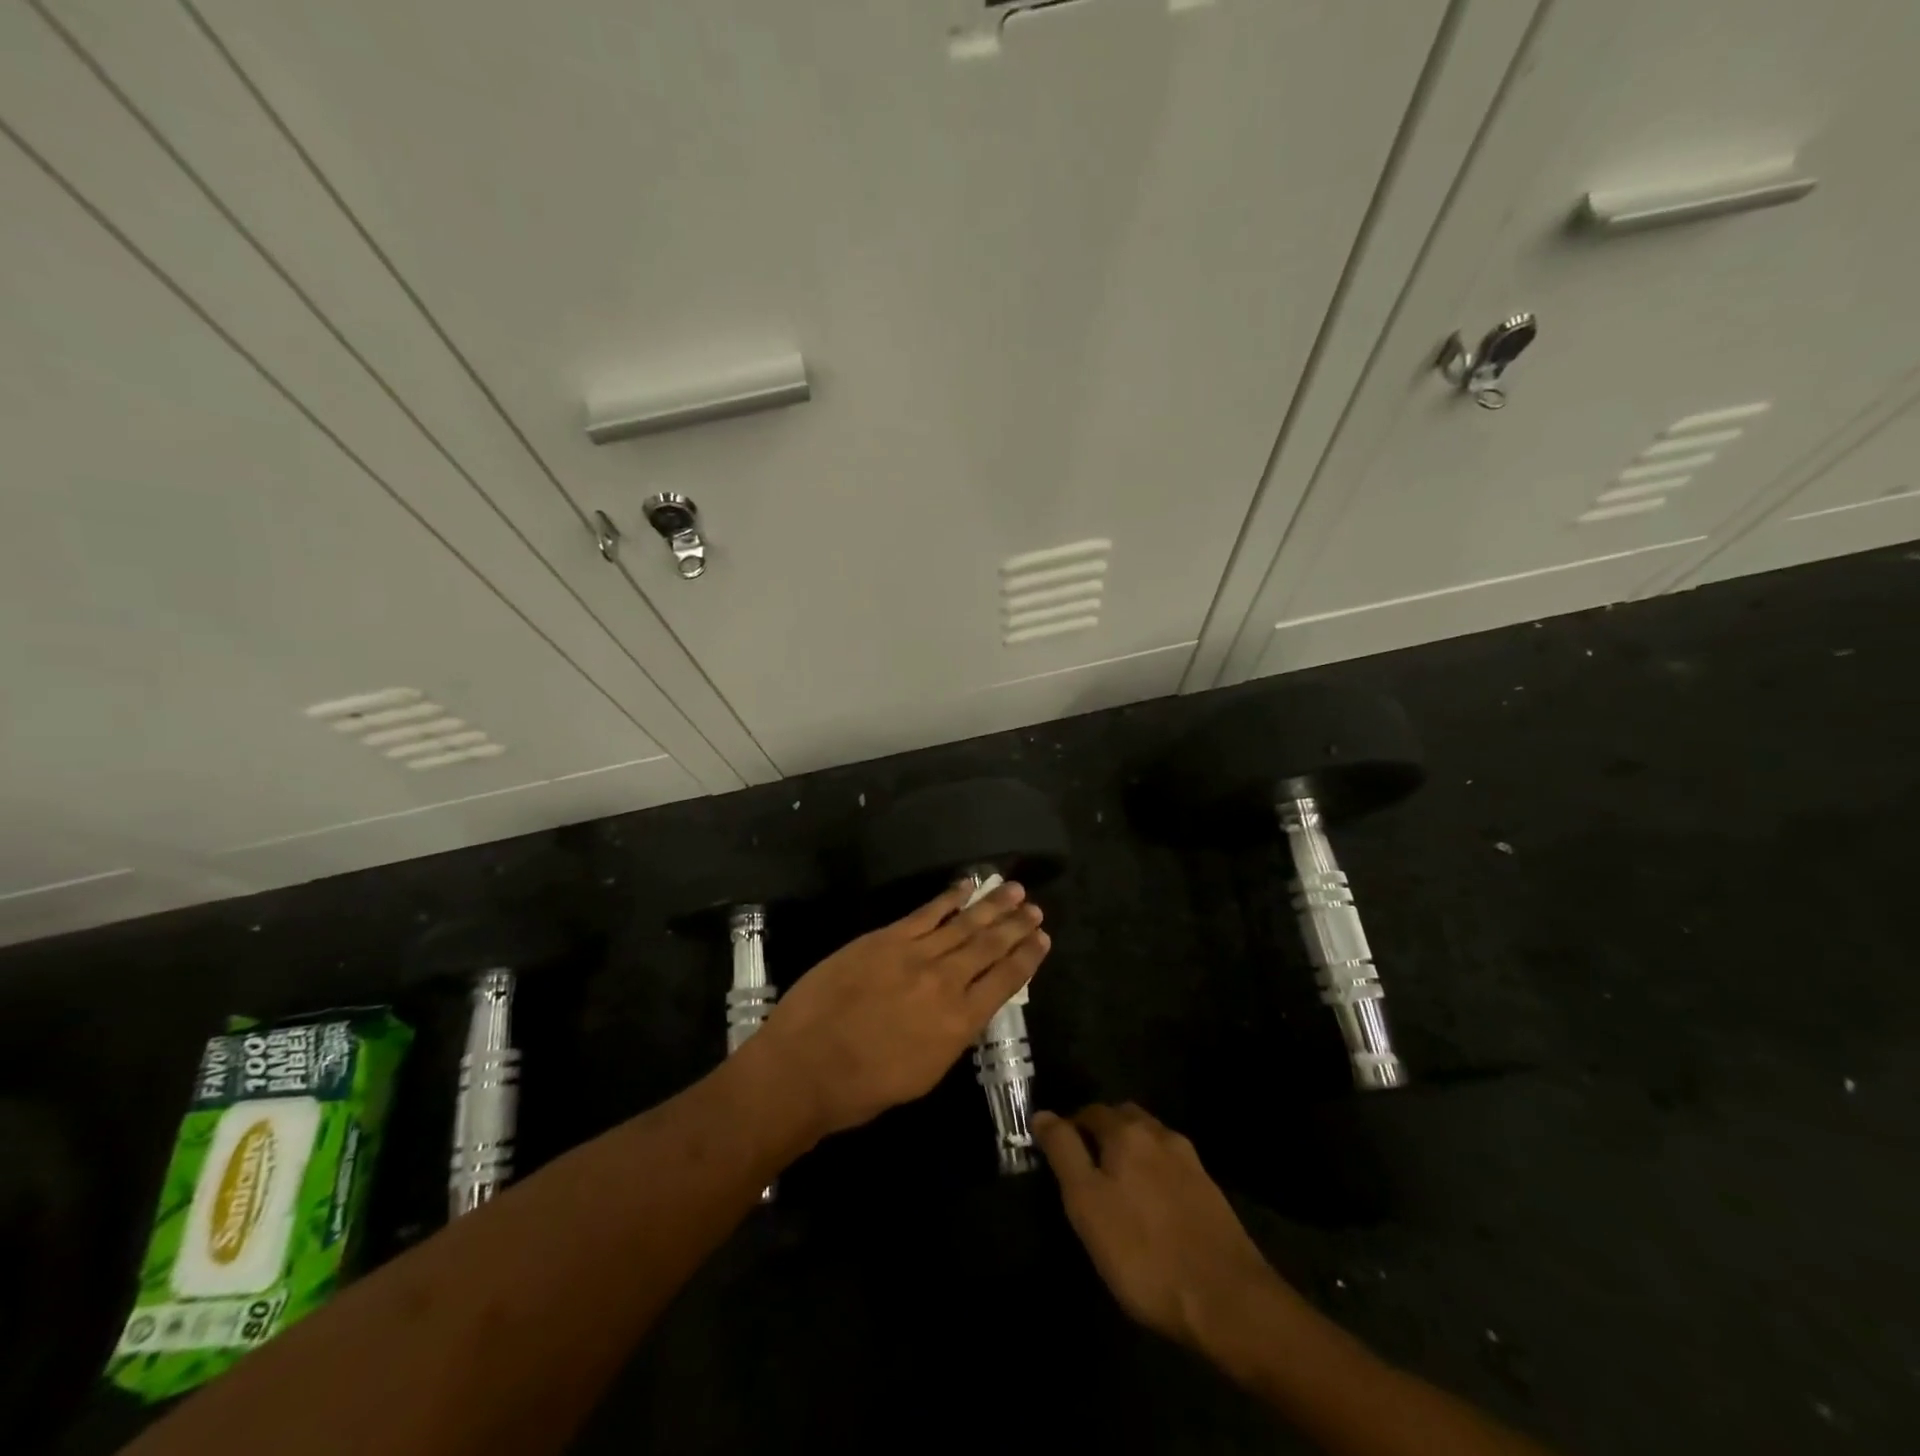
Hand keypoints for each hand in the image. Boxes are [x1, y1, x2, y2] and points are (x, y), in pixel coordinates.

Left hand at [751, 881, 1049, 1138]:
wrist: (805, 1066)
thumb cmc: (862, 1087)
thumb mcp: (924, 1075)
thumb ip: (951, 1036)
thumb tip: (965, 1008)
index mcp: (959, 1024)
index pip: (1004, 982)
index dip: (1027, 959)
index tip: (1043, 940)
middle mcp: (946, 983)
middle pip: (990, 947)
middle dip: (1016, 927)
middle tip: (1036, 910)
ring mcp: (916, 955)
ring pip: (964, 925)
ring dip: (992, 906)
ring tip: (1015, 890)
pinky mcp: (886, 938)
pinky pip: (927, 912)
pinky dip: (950, 897)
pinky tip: (968, 886)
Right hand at [1035, 1103, 1283, 1349]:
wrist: (1228, 1299)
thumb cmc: (1143, 1252)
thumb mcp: (1087, 1204)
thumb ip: (1063, 1152)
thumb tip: (1042, 1114)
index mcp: (1126, 1132)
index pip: (1089, 1111)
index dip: (1069, 1128)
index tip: (1057, 1156)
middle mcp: (1159, 1134)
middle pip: (1122, 1119)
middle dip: (1101, 1134)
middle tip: (1085, 1170)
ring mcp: (1190, 1161)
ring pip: (1149, 1141)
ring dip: (1130, 1153)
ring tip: (1117, 1189)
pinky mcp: (1209, 1190)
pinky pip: (1170, 1167)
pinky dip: (1154, 1174)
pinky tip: (1151, 1207)